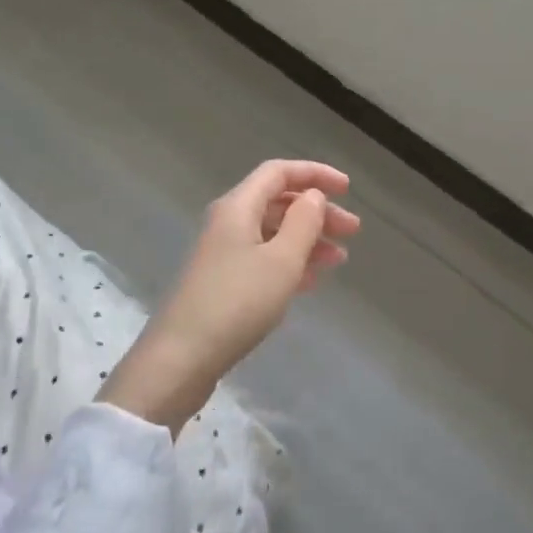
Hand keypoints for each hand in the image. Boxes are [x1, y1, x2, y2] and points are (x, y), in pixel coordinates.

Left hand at [101, 160, 358, 434]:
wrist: (180, 360)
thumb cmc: (237, 303)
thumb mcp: (281, 261)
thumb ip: (303, 222)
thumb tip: (313, 196)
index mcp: (238, 206)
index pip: (279, 172)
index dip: (315, 174)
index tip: (347, 189)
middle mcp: (228, 222)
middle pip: (278, 202)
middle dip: (317, 212)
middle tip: (352, 231)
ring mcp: (223, 253)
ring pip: (273, 232)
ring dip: (308, 239)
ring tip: (339, 259)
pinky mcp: (223, 282)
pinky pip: (263, 258)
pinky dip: (290, 262)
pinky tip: (312, 279)